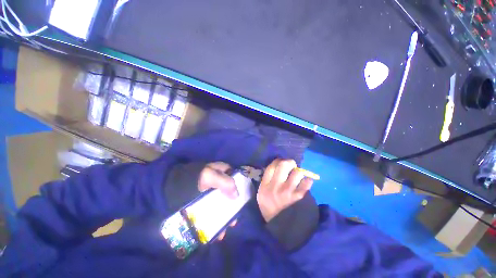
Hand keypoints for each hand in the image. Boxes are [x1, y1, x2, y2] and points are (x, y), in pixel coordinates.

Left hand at [197, 162, 237, 239]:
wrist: (173, 186)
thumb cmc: (194, 179)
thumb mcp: (210, 176)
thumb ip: (225, 182)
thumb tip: (237, 196)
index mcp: (222, 172)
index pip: (236, 179)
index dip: (240, 189)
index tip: (242, 201)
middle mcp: (219, 182)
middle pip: (230, 194)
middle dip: (233, 207)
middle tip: (233, 220)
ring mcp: (212, 192)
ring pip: (222, 204)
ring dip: (225, 216)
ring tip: (224, 229)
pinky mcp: (205, 201)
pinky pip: (213, 210)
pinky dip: (215, 220)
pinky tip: (216, 231)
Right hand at [257, 159, 313, 221]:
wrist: (278, 224)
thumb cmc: (268, 205)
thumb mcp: (262, 191)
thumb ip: (267, 178)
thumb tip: (278, 165)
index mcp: (265, 184)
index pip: (272, 166)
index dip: (278, 160)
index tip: (280, 162)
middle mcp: (276, 186)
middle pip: (284, 165)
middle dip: (289, 162)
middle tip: (291, 165)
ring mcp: (288, 191)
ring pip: (297, 172)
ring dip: (298, 172)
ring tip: (297, 176)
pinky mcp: (298, 197)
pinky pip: (306, 183)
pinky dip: (307, 181)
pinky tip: (305, 182)